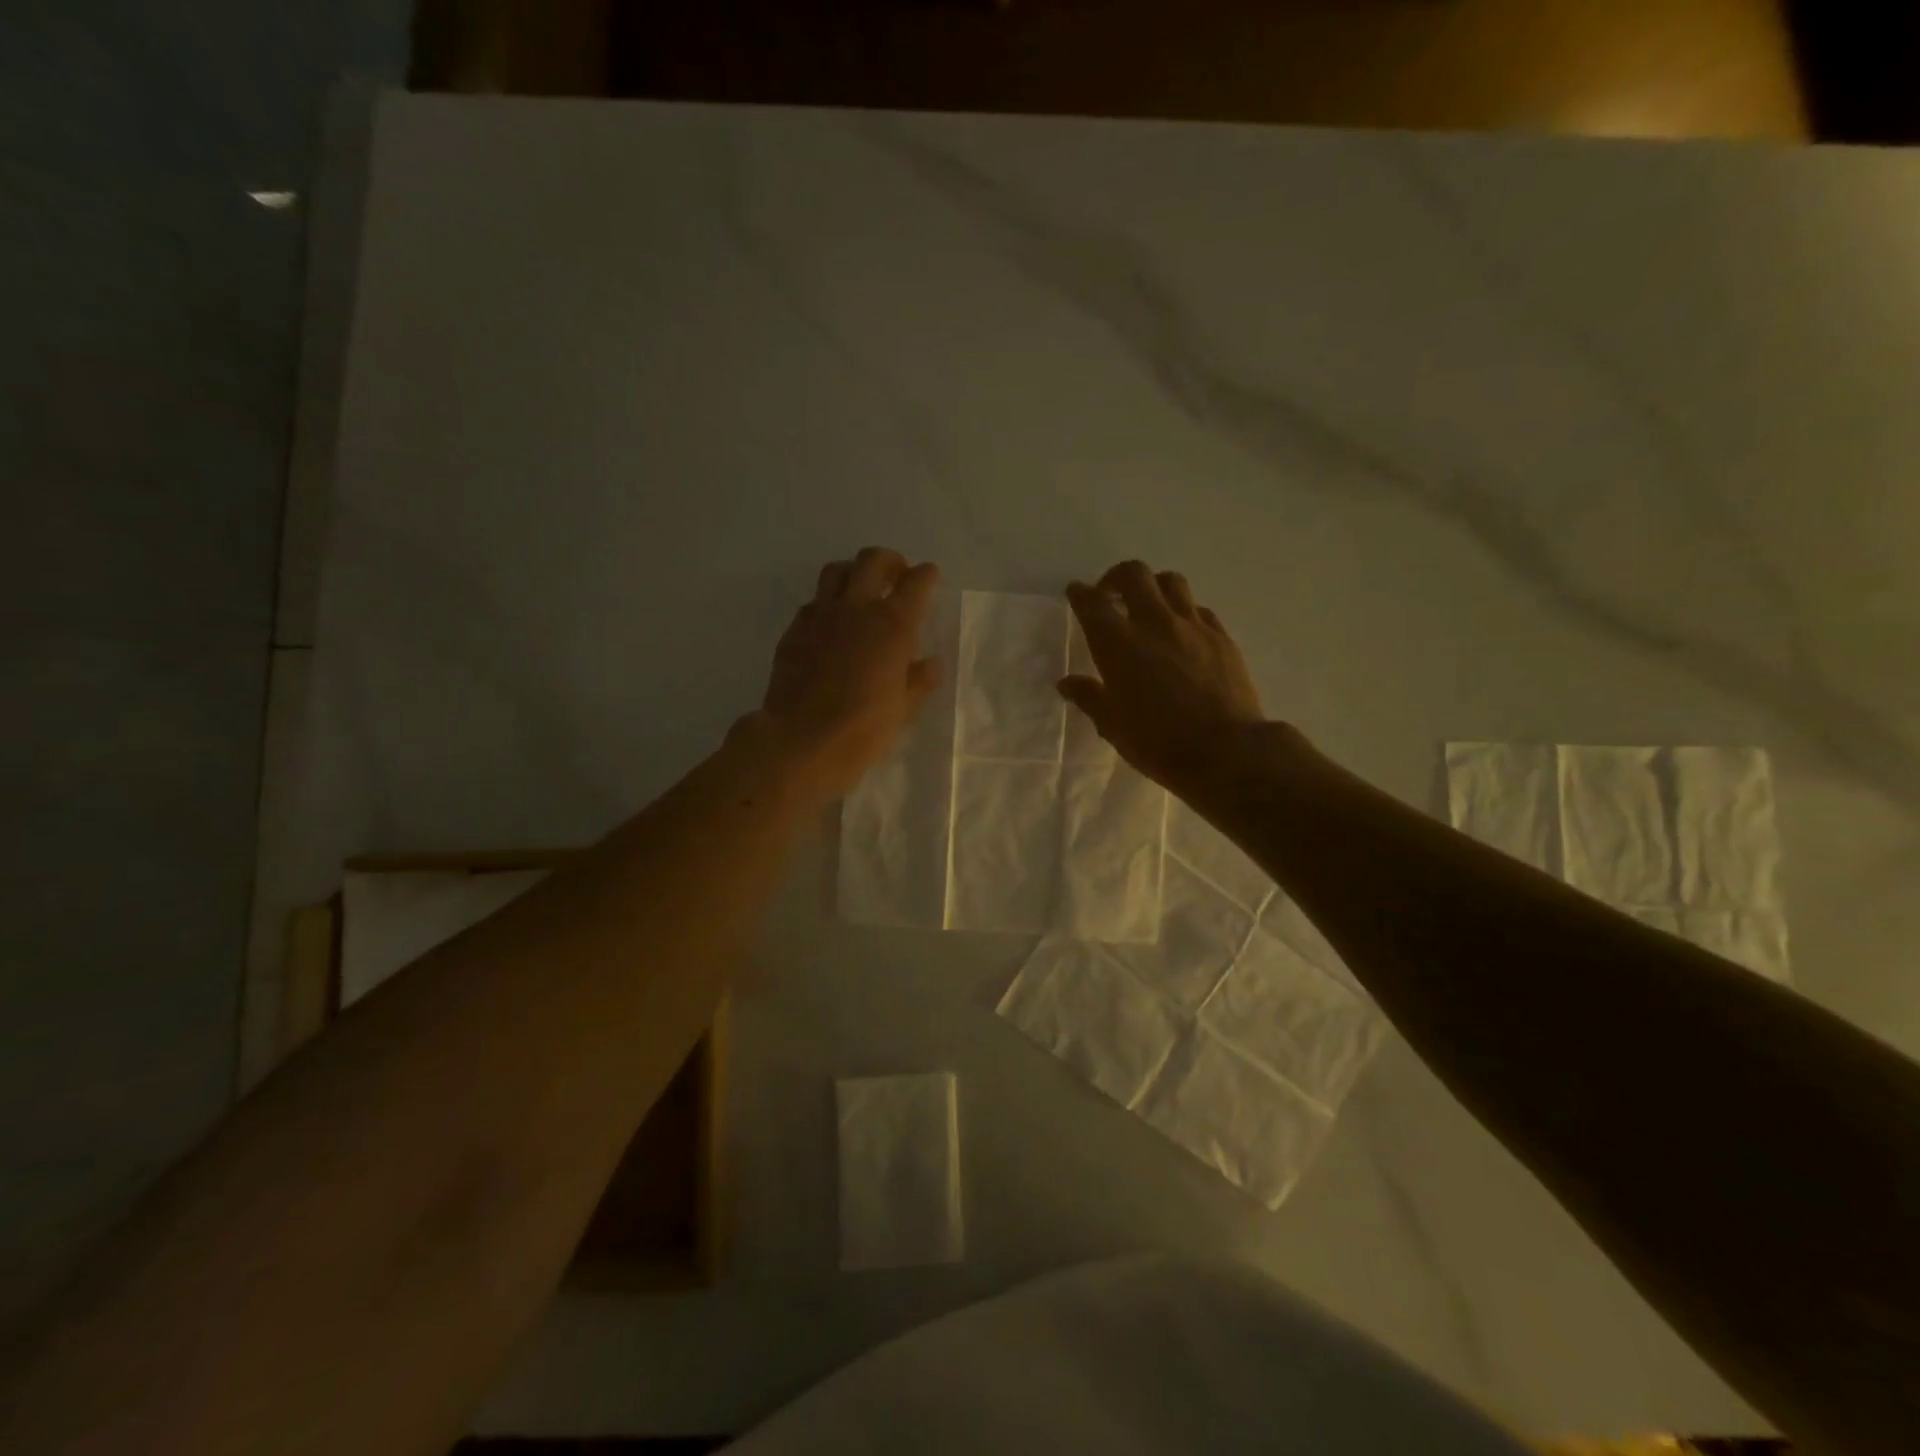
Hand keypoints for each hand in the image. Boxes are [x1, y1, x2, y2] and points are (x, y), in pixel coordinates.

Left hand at [756, 547, 941, 797]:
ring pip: (836, 572)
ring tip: (860, 591)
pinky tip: (830, 626)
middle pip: (871, 561)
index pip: (915, 583)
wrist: (802, 740)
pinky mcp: (794, 632)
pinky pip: (812, 604)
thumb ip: (919, 680)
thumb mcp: (903, 708)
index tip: (929, 576)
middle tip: (896, 575)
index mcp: (892, 625)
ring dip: (852, 573)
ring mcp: (820, 617)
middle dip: (889, 561)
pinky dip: (826, 605)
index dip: (925, 575)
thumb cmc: (863, 728)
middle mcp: (856, 609)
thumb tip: (930, 664)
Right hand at [1060, 561, 1265, 795]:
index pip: (1092, 604)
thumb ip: (1089, 697)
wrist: (1225, 751)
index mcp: (1118, 644)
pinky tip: (1181, 631)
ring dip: (1154, 586)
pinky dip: (1184, 611)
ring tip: (1148, 605)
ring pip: (1171, 582)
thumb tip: (1068, 683)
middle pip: (1134, 575)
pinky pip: (1199, 609)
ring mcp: (1192, 626)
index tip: (1076, 593)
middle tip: (1110, 594)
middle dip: (1116, 577)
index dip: (1080, 594)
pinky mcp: (1221, 637)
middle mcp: (1154, 623)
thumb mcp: (1113, 725)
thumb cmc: (1158, 742)